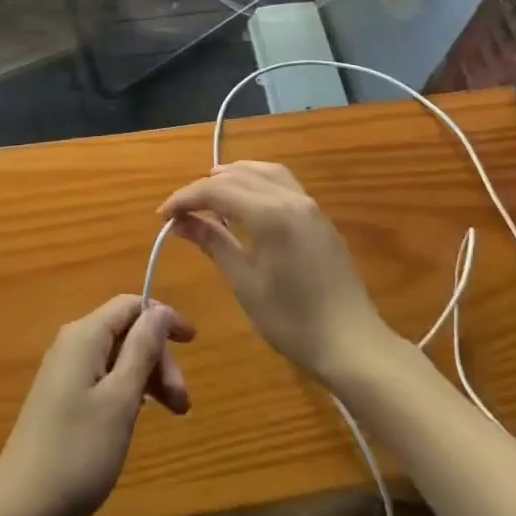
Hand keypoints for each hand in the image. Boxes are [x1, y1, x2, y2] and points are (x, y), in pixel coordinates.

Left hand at [0, 295, 194, 515]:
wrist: (18, 513)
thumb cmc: (77, 453)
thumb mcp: (120, 400)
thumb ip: (142, 349)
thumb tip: (158, 311)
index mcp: (85, 335)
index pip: (131, 305)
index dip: (163, 318)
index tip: (193, 342)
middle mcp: (72, 343)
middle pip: (126, 332)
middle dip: (158, 358)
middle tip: (183, 403)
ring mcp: (63, 372)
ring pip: (116, 357)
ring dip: (147, 377)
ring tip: (172, 415)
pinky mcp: (60, 399)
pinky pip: (103, 378)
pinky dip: (127, 391)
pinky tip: (137, 418)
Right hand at [160, 162, 391, 385]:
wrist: (352, 343)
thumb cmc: (293, 320)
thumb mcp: (245, 283)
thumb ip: (214, 244)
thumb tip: (181, 222)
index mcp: (269, 213)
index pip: (217, 191)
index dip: (186, 198)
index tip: (163, 215)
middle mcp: (290, 197)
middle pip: (239, 176)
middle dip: (206, 187)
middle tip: (182, 208)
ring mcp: (309, 204)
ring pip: (264, 172)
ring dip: (234, 175)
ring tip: (211, 190)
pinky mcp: (319, 216)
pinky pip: (283, 182)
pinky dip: (257, 181)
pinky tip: (247, 200)